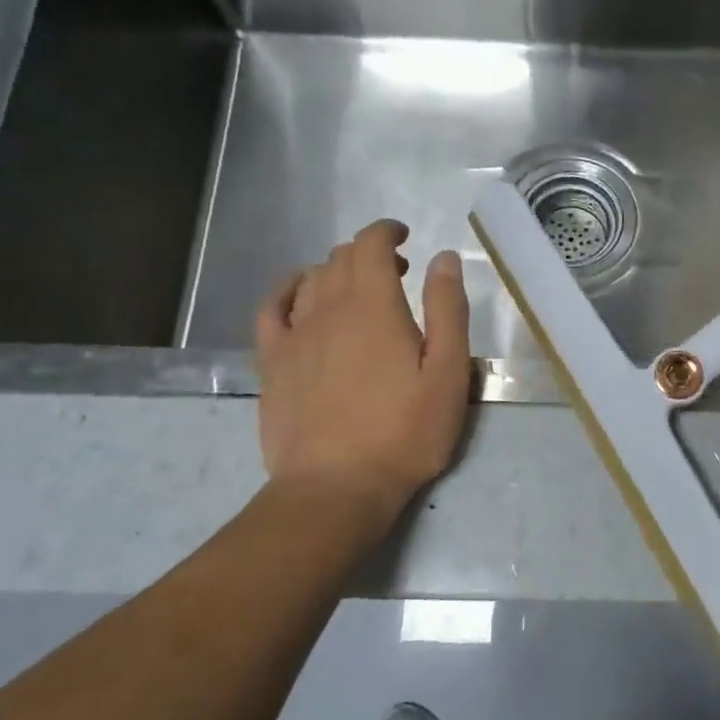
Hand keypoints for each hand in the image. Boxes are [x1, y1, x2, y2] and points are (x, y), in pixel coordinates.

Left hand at [253, 220, 471, 515]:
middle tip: (397, 274)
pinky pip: (272, 309)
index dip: (386, 232)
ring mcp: (294, 335)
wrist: (336, 487)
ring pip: (311, 280)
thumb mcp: (448, 373)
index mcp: (374, 305)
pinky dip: (288, 291)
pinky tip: (300, 298)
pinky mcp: (272, 363)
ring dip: (337, 272)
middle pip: (341, 258)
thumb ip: (447, 309)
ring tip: (358, 291)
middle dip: (369, 254)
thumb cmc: (404, 432)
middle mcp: (328, 308)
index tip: (405, 238)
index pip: (371, 244)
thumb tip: (443, 257)